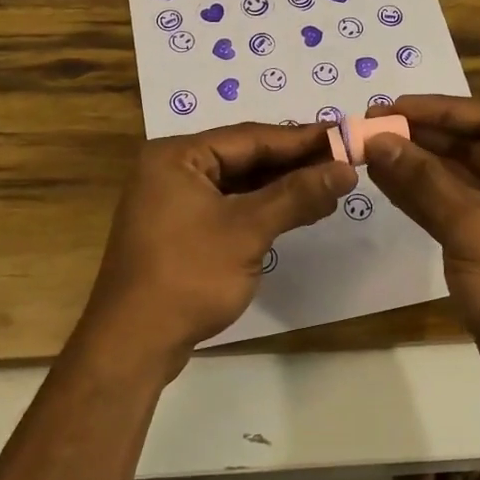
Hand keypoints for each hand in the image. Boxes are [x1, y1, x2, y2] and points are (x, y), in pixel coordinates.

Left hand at [78, 121, 356, 371]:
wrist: (133, 344)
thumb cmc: (188, 275)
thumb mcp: (247, 230)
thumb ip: (297, 195)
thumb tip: (346, 169)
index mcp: (176, 155)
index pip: (249, 137)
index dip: (301, 138)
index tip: (344, 135)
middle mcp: (171, 169)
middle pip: (244, 157)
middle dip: (294, 162)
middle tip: (344, 160)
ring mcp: (174, 201)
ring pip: (239, 183)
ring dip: (282, 187)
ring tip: (331, 185)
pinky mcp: (181, 229)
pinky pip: (229, 206)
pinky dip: (263, 208)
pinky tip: (298, 210)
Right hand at [363, 96, 479, 381]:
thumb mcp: (471, 225)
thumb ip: (422, 179)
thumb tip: (376, 140)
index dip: (440, 110)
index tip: (392, 108)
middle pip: (471, 145)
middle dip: (422, 137)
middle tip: (371, 128)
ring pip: (456, 177)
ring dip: (415, 165)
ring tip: (369, 150)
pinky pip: (451, 206)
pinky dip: (420, 195)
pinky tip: (384, 182)